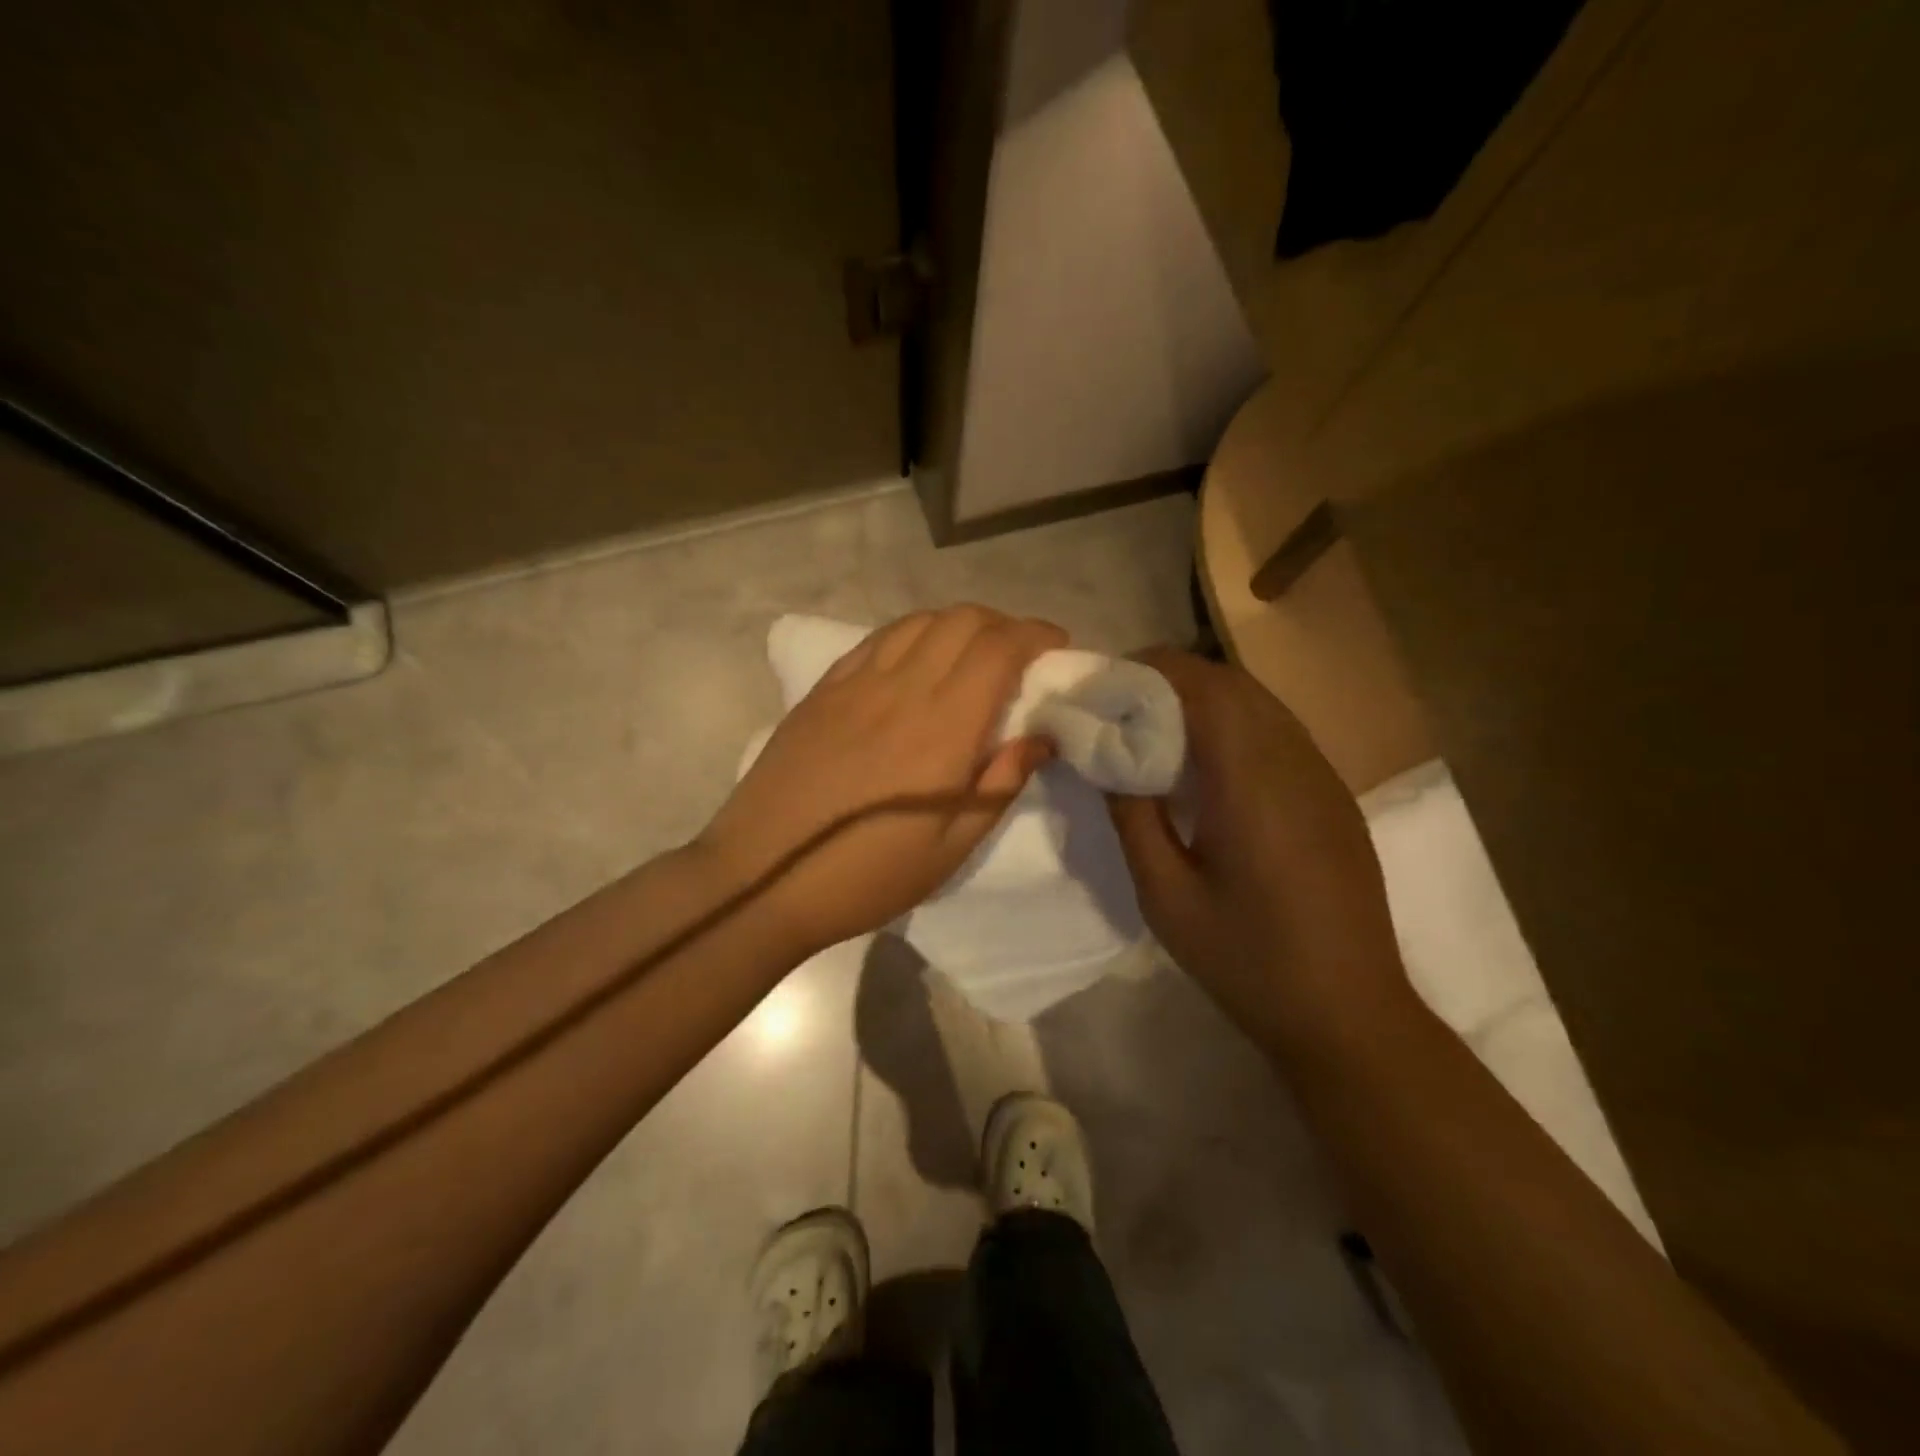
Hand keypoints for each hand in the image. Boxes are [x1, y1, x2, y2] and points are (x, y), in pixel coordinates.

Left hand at [699, 606, 1064, 956]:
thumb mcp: (951, 849)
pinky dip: (913, 635)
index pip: (999, 648)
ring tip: (973, 655)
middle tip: (1021, 656)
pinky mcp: (823, 690)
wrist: (761, 878)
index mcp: (941, 728)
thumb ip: (1001, 784)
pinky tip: (916, 660)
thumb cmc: (866, 876)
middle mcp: (901, 689)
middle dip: (1004, 625)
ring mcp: (855, 683)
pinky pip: (878, 639)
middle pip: (962, 620)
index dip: (1036, 635)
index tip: (1057, 648)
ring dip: (959, 625)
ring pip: (919, 622)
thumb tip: (1041, 737)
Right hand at [1105, 648, 1412, 1047]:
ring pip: (1259, 702)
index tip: (1104, 682)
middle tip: (1119, 701)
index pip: (1204, 688)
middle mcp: (1295, 763)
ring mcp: (1322, 776)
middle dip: (1171, 678)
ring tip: (1154, 724)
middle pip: (1233, 684)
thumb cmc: (1247, 961)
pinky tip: (1207, 762)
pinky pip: (1278, 731)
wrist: (1348, 1013)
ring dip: (1204, 697)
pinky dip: (1234, 723)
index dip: (1150, 671)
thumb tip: (1106, 758)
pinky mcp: (1333, 795)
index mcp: (1252, 784)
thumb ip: (1132, 817)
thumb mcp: (1166, 897)